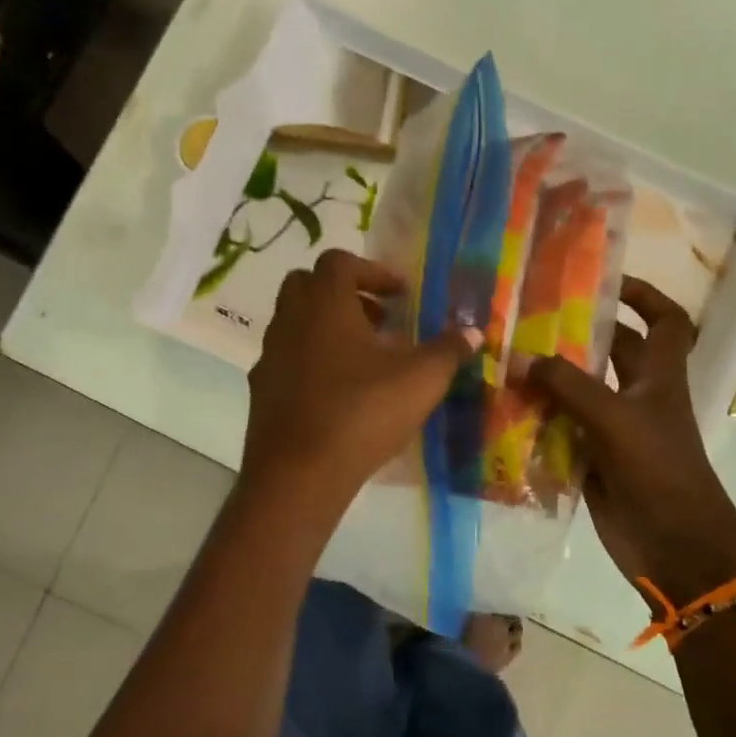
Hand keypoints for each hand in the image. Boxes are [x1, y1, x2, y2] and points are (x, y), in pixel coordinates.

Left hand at [242, 249, 481, 515]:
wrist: (299, 474)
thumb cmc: (362, 413)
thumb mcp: (420, 380)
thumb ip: (448, 351)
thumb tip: (474, 332)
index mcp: (325, 304)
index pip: (340, 262)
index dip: (373, 272)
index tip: (401, 295)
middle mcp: (289, 320)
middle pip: (308, 285)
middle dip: (344, 294)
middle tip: (379, 320)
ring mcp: (270, 355)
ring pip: (295, 323)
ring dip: (327, 328)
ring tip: (365, 358)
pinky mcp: (261, 390)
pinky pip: (287, 360)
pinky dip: (311, 362)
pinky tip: (339, 392)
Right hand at [524, 277, 735, 606]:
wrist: (675, 546)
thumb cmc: (659, 471)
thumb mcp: (615, 419)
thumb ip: (567, 386)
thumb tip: (520, 357)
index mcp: (659, 377)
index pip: (665, 322)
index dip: (644, 295)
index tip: (605, 282)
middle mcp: (638, 397)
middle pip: (611, 353)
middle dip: (577, 335)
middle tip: (529, 319)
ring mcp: (615, 430)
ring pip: (580, 392)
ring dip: (550, 378)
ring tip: (506, 359)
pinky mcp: (594, 460)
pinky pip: (562, 430)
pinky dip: (539, 420)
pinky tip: (505, 410)